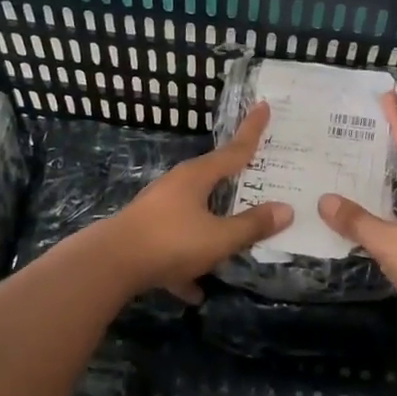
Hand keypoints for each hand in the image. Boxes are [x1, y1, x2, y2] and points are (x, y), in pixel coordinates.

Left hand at [97, 103, 291, 302]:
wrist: (110, 265)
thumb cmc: (171, 242)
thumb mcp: (219, 237)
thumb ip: (252, 225)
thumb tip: (286, 209)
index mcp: (197, 177)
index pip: (234, 150)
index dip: (252, 130)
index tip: (264, 105)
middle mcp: (177, 186)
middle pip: (213, 179)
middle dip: (234, 181)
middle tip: (257, 176)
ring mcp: (158, 210)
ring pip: (194, 214)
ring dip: (212, 228)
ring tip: (232, 244)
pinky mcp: (145, 236)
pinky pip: (176, 246)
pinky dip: (187, 263)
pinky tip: (195, 290)